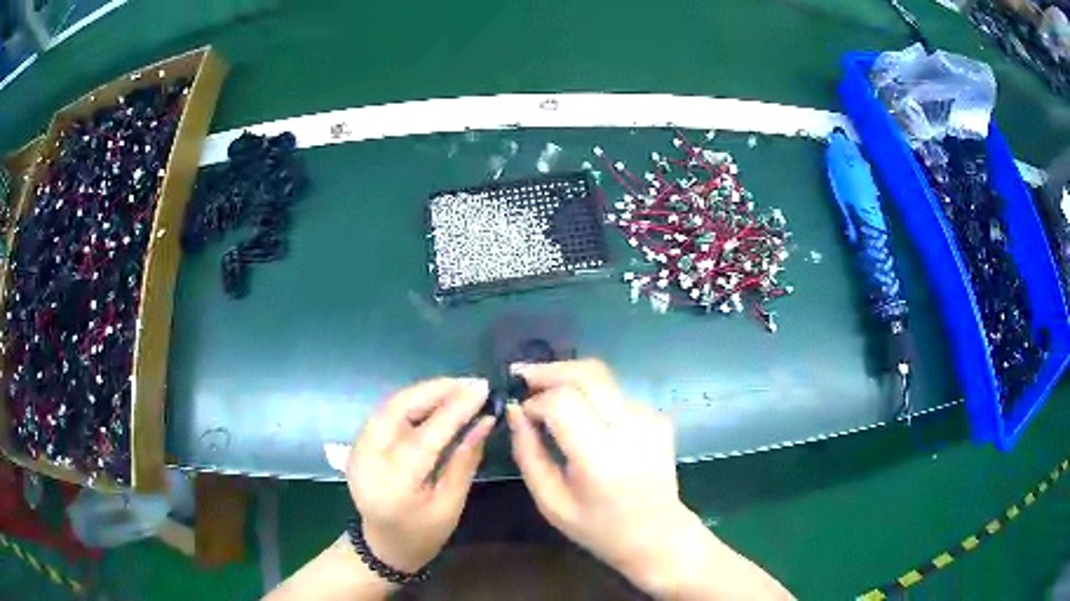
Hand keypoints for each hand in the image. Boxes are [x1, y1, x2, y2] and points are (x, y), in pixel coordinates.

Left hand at [346, 378, 493, 573]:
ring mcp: (358, 447)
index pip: (426, 435)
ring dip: (425, 392)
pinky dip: (411, 401)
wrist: (382, 545)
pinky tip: (435, 400)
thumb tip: (485, 421)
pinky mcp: (358, 442)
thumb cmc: (422, 534)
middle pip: (399, 409)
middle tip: (472, 383)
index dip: (455, 408)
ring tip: (458, 388)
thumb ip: (465, 460)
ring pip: (390, 405)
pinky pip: (386, 412)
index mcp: (395, 483)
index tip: (482, 387)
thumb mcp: (450, 504)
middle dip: (437, 390)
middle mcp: (369, 458)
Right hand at [505, 360, 693, 587]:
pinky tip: (584, 417)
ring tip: (547, 392)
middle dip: (550, 370)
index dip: (535, 399)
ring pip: (603, 378)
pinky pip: (617, 394)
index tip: (520, 410)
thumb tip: (515, 410)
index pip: (562, 401)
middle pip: (588, 373)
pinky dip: (593, 396)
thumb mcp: (550, 502)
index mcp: (600, 457)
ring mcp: (650, 419)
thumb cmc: (598, 528)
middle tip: (523, 376)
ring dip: (570, 379)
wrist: (657, 535)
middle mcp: (630, 429)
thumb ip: (528, 453)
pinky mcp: (660, 418)